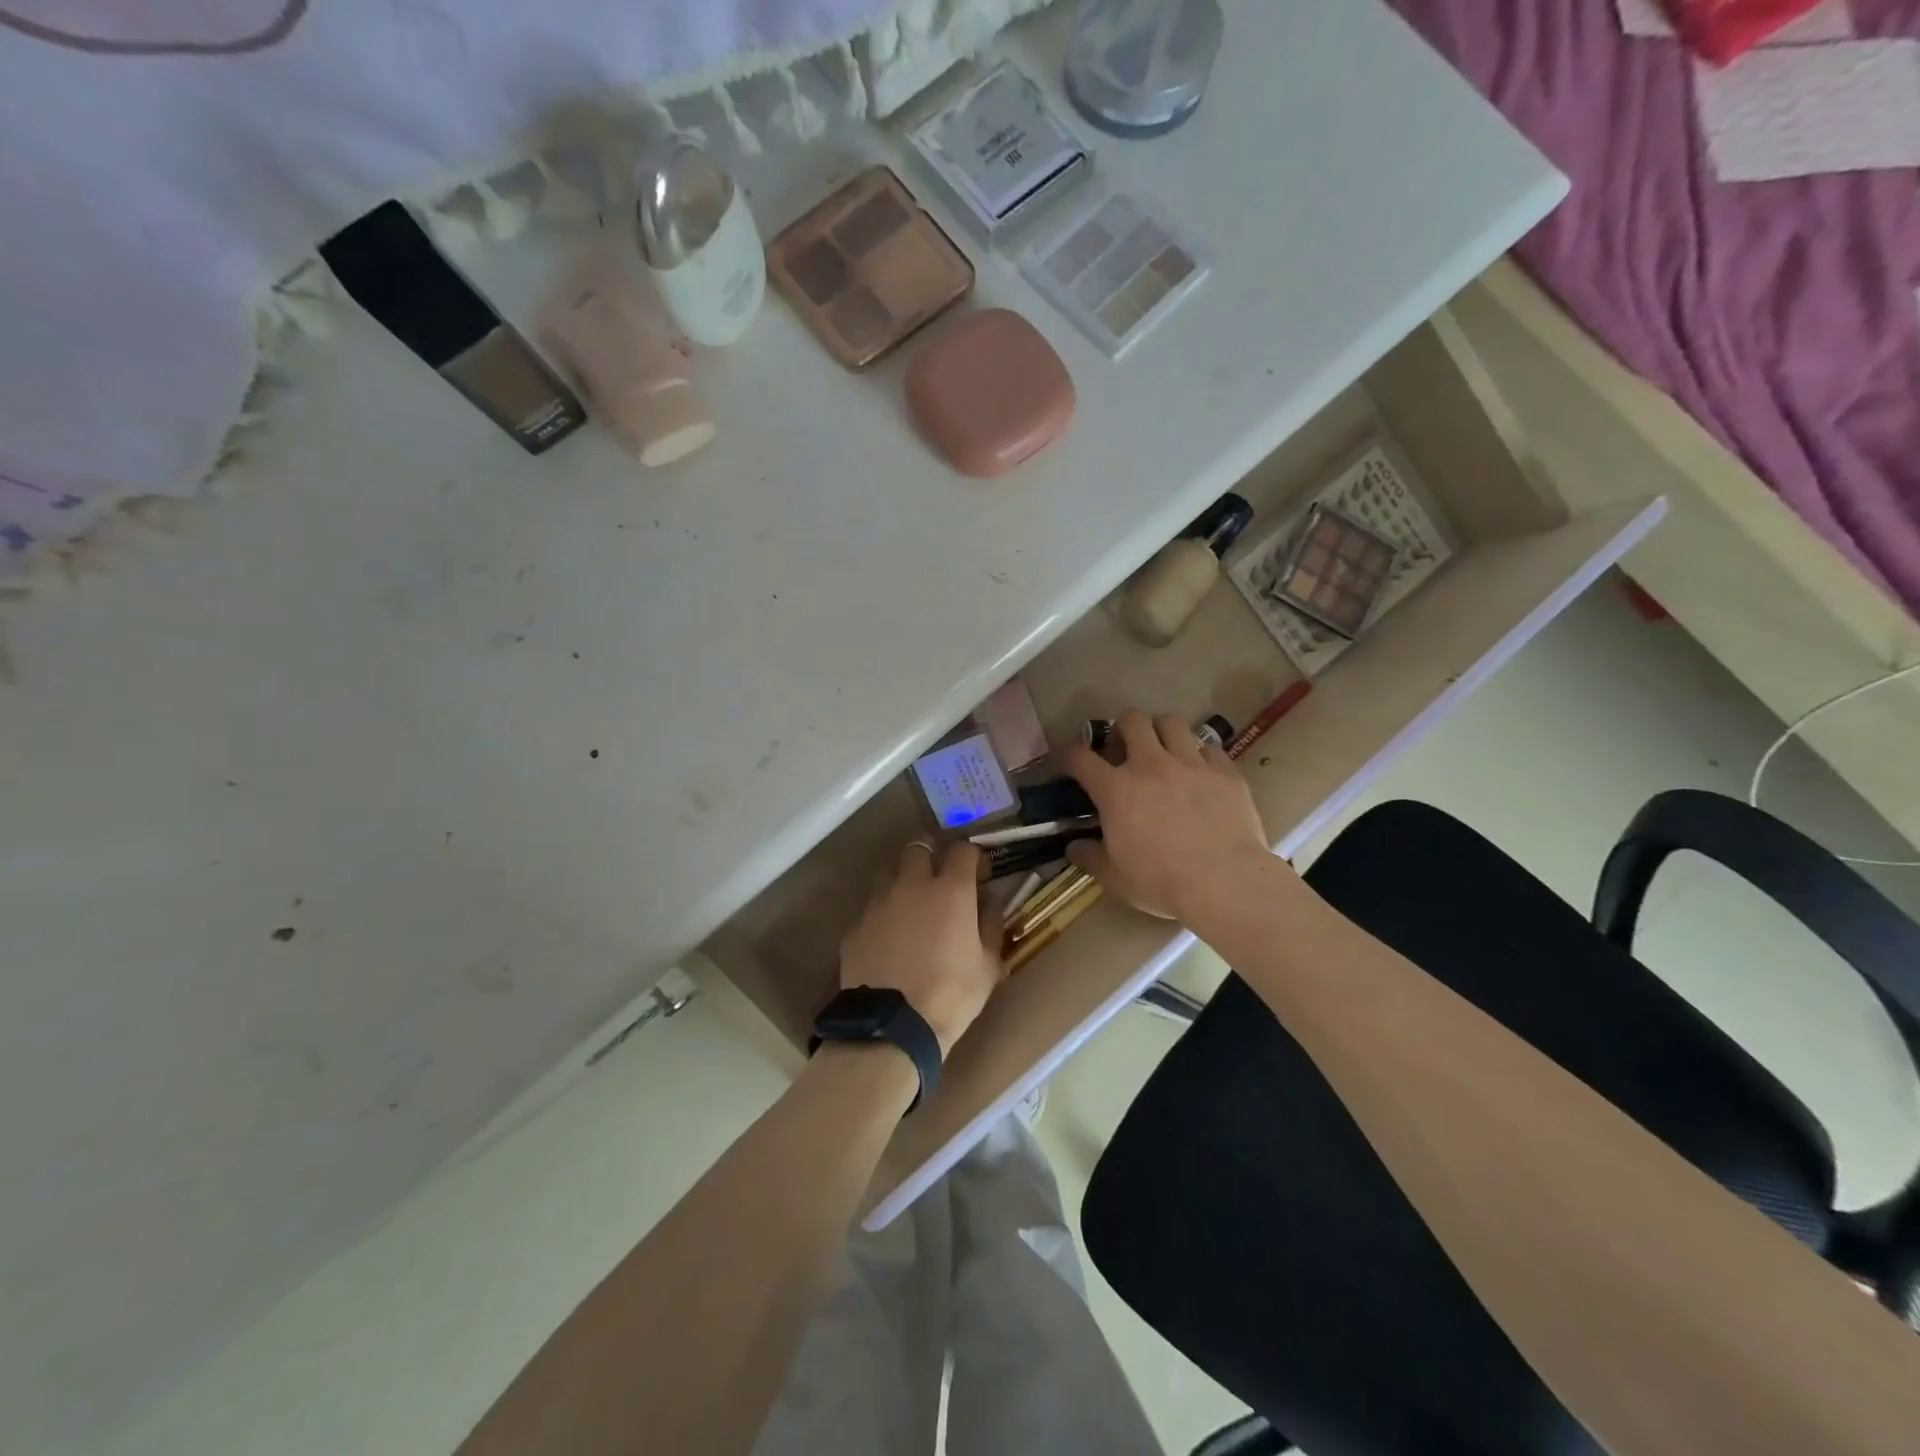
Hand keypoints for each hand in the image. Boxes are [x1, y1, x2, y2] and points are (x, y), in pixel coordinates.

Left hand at [840, 840, 1005, 1053]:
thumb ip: (991, 923)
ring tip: (910, 906)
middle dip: (930, 855)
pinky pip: (871, 908)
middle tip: (939, 878)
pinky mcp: (855, 926)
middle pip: (918, 847)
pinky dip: (882, 915)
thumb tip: (989, 900)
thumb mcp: (988, 964)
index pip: (962, 849)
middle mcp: (912, 885)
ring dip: (902, 880)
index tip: (977, 873)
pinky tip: (888, 939)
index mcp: (950, 890)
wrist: (892, 1027)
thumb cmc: (952, 995)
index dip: (971, 857)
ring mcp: (878, 903)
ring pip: (889, 873)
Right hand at [1065, 709, 1276, 923]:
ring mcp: (1191, 764)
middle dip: (1123, 728)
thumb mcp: (1114, 878)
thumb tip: (1074, 847)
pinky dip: (1201, 756)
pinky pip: (1210, 748)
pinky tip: (1201, 774)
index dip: (1070, 756)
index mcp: (1116, 789)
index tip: (1072, 765)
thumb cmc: (1162, 882)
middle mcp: (1150, 765)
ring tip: (1164, 752)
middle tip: (1126, 751)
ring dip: (1162, 733)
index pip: (1080, 756)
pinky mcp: (1225, 772)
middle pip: (1132, 719)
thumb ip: (1089, 857)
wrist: (1226, 883)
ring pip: (1172, 722)